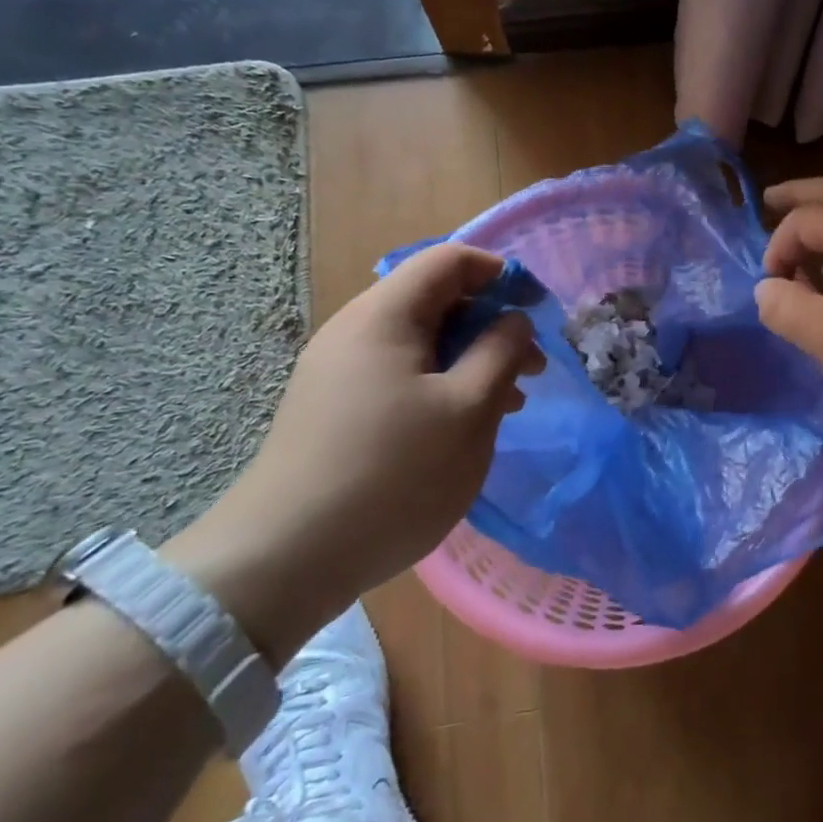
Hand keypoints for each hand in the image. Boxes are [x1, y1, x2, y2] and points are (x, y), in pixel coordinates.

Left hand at [166, 243, 542, 659]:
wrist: (284, 560)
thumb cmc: (393, 475)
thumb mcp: (468, 410)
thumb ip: (501, 352)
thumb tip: (514, 319)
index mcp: (384, 315)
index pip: (449, 261)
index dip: (500, 274)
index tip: (537, 311)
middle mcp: (355, 331)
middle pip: (434, 299)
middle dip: (490, 324)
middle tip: (531, 368)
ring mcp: (338, 371)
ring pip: (419, 342)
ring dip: (469, 359)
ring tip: (507, 403)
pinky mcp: (333, 408)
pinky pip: (398, 375)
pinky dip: (440, 385)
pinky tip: (461, 426)